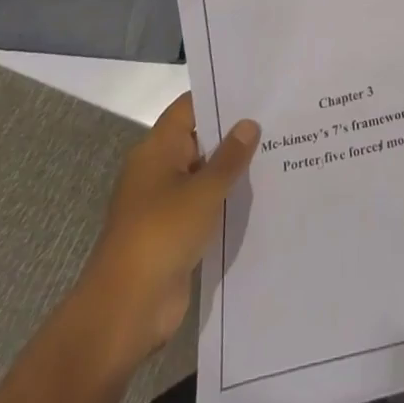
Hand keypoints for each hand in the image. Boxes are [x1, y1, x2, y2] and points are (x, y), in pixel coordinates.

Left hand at [72, 93, 258, 367]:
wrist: (126, 311)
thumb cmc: (161, 235)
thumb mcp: (203, 191)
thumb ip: (229, 157)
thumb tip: (249, 123)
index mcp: (156, 150)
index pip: (189, 108)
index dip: (219, 97)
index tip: (256, 91)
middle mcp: (158, 171)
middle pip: (199, 140)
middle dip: (233, 134)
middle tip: (277, 121)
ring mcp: (165, 204)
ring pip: (204, 176)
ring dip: (232, 171)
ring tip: (277, 154)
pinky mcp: (174, 235)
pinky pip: (204, 207)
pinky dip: (225, 202)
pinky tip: (259, 198)